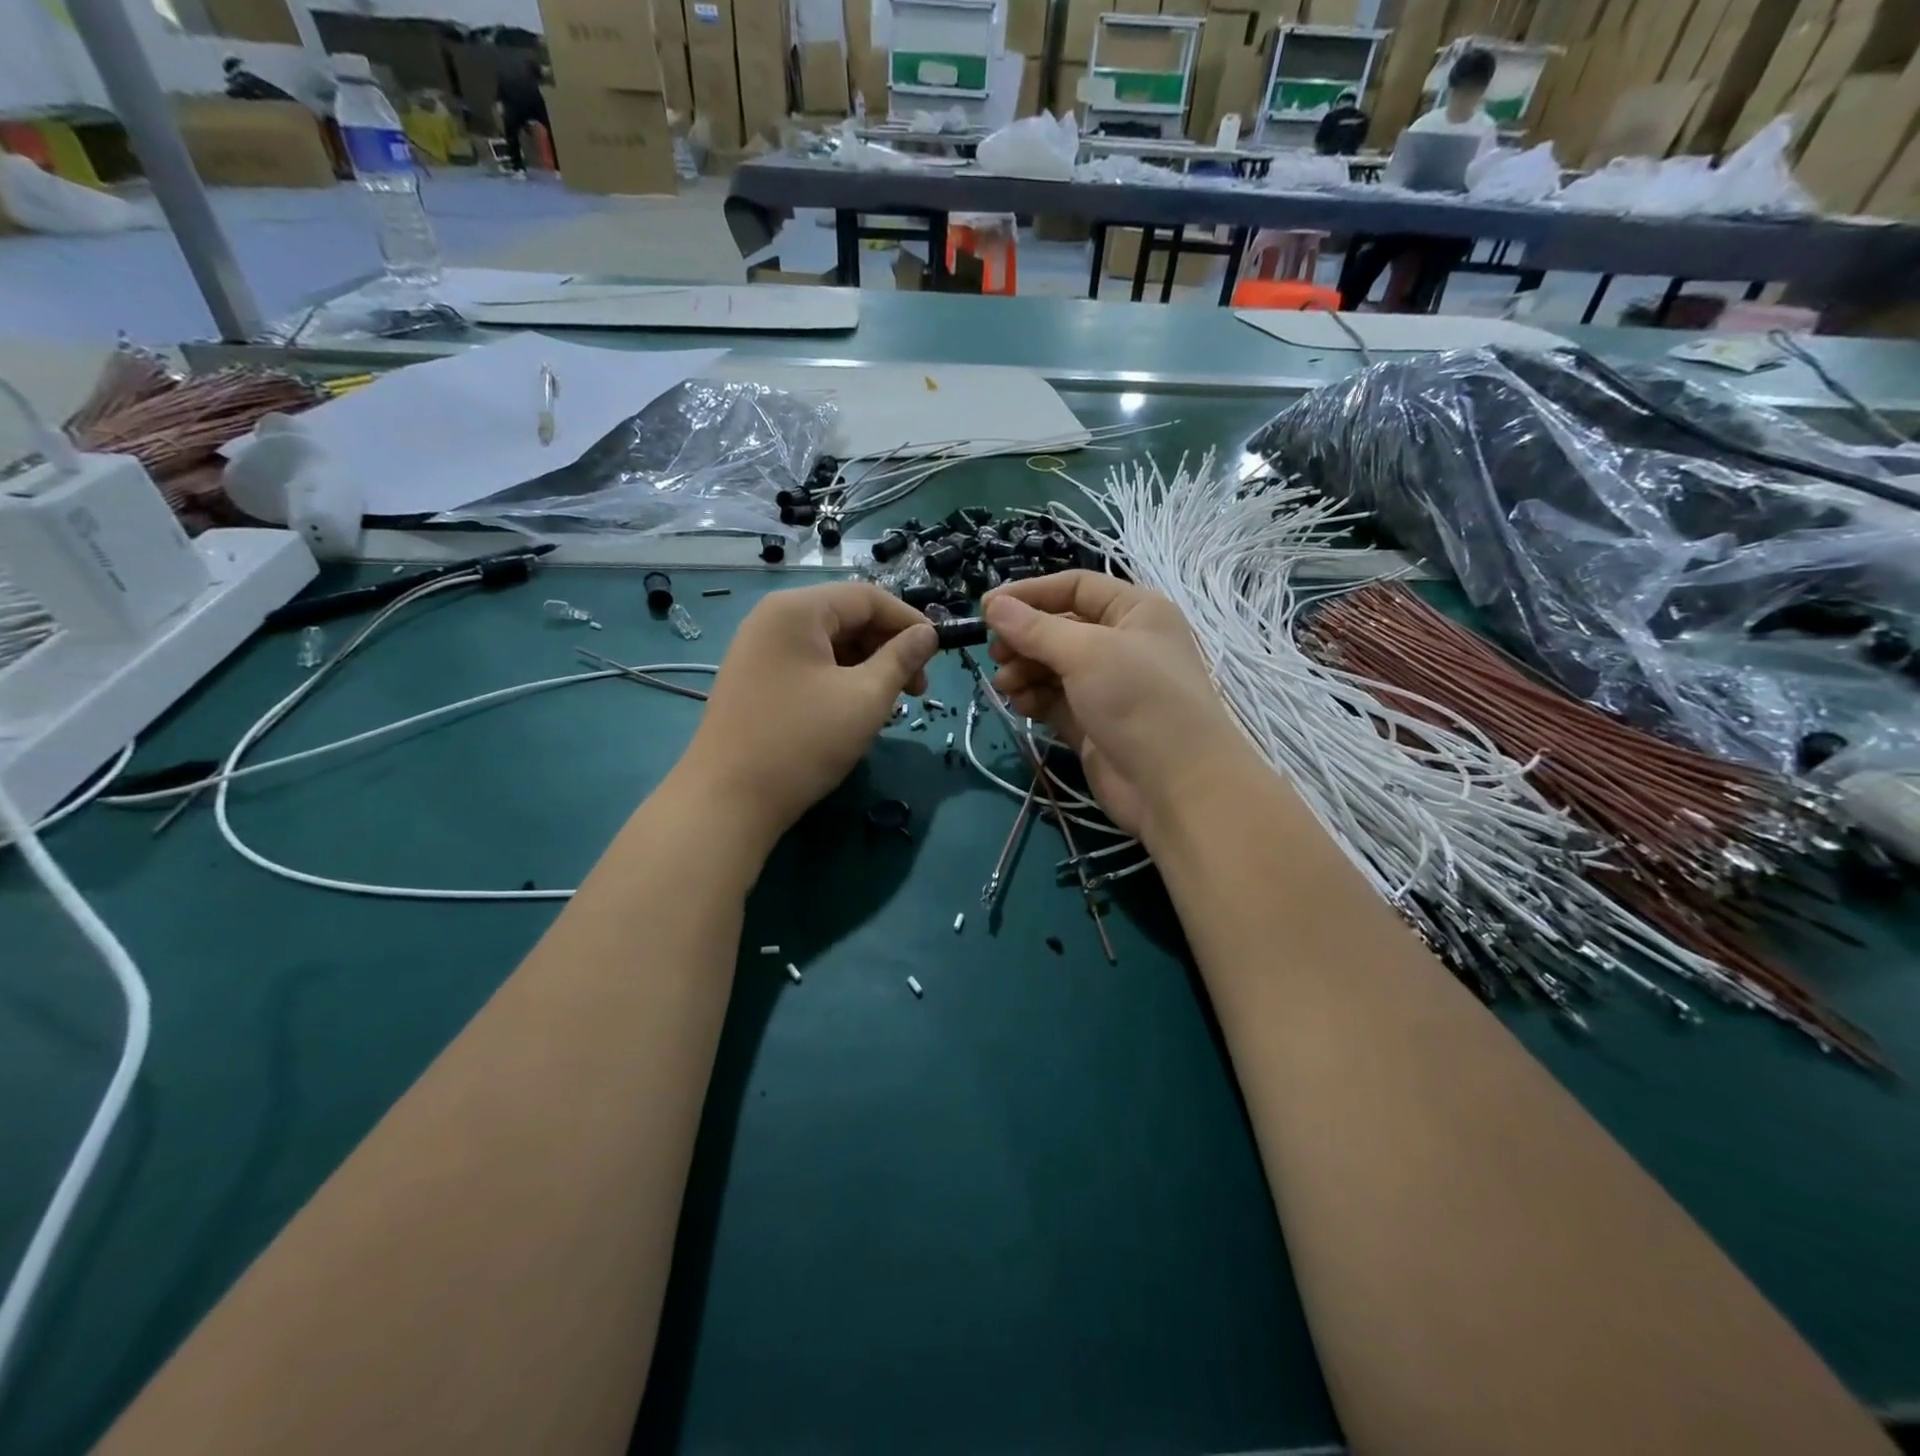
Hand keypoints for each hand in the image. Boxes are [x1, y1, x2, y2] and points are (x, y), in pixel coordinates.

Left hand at [676, 582, 936, 847]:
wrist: (727, 800)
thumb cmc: (803, 742)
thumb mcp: (865, 698)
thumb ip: (901, 659)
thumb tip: (928, 634)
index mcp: (797, 610)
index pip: (867, 597)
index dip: (909, 621)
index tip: (938, 654)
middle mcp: (773, 618)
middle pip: (846, 617)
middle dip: (887, 648)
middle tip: (916, 690)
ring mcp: (758, 649)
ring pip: (829, 644)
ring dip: (866, 667)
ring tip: (888, 706)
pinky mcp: (754, 679)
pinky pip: (808, 664)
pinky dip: (839, 679)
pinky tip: (854, 710)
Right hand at [982, 572, 1262, 842]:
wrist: (1177, 785)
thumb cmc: (1138, 700)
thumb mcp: (1086, 653)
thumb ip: (1035, 629)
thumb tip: (993, 605)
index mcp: (1135, 611)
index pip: (1075, 587)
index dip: (1030, 593)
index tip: (987, 609)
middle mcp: (1123, 643)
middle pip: (1060, 628)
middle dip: (1024, 638)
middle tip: (995, 654)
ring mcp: (1108, 686)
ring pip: (1053, 666)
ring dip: (1024, 670)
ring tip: (1005, 684)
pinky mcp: (1093, 723)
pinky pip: (1055, 700)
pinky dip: (1034, 698)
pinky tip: (1019, 703)